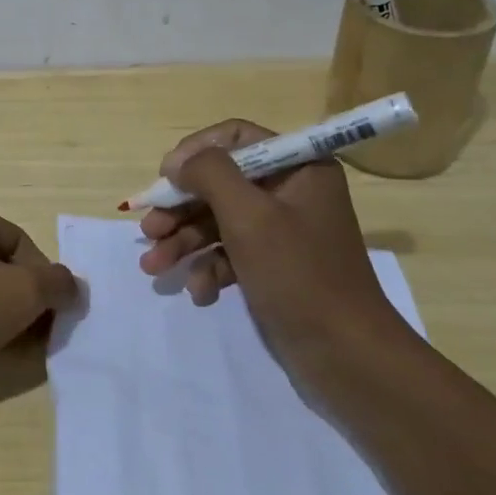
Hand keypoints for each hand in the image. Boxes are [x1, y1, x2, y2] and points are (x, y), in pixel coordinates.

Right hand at [138, 120, 405, 360]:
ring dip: (184, 242)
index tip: (165, 179)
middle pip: (220, 183)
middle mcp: (290, 191)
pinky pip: (230, 254)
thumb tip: (178, 161)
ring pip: (218, 221)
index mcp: (298, 167)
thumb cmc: (299, 275)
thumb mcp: (250, 216)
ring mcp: (282, 231)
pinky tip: (200, 293)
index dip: (195, 153)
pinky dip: (210, 269)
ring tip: (154, 267)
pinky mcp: (273, 266)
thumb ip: (210, 175)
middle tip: (148, 231)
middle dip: (180, 209)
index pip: (235, 138)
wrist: (347, 356)